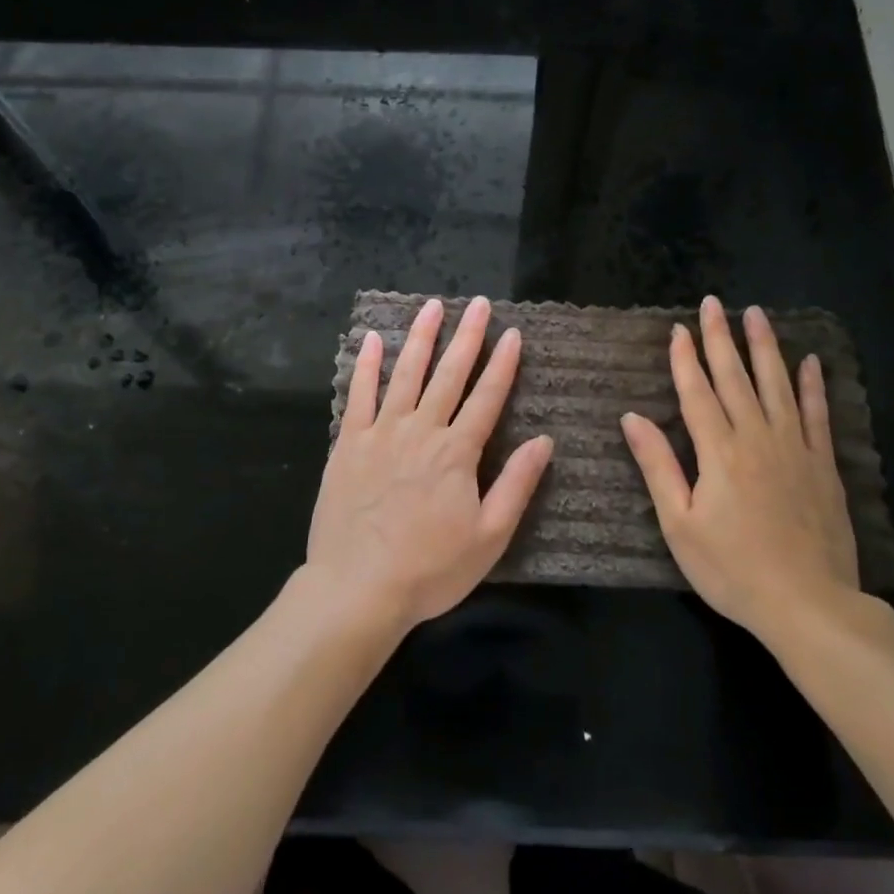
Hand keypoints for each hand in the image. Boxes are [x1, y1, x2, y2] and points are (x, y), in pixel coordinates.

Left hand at [307, 296, 553, 635]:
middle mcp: (421, 430)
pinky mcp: (349, 443)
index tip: (513, 333)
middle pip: (449, 374)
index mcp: (457, 452)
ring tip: (432, 306)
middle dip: (467, 336)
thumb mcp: (489, 538)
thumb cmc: (430, 569)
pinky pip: (359, 395)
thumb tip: (545, 441)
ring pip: (405, 374)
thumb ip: (517, 485)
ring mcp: (382, 432)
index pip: (487, 397)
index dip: (502, 364)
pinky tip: (374, 339)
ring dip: (421, 337)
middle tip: (479, 304)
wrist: (357, 589)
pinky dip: (367, 365)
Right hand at [620, 295, 859, 640]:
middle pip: (735, 377)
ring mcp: (794, 447)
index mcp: (718, 451)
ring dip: (765, 347)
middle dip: (721, 338)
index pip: (697, 391)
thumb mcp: (679, 525)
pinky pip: (817, 414)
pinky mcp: (822, 465)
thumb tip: (632, 417)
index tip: (679, 327)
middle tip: (714, 303)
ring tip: (757, 314)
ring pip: (777, 385)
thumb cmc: (733, 569)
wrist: (809, 605)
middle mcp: (756, 437)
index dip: (686, 358)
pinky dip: (813, 386)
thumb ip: (657, 466)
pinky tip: (810, 362)